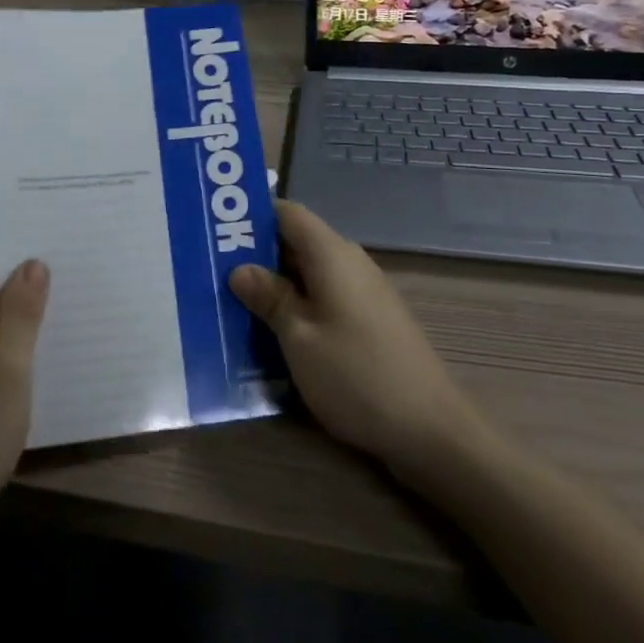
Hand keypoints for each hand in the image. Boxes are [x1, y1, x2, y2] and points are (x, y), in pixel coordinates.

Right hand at [229, 201, 478, 482]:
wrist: (430, 430)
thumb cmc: (356, 375)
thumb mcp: (299, 337)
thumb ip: (269, 297)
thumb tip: (239, 268)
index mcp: (331, 254)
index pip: (287, 212)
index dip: (252, 216)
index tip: (217, 230)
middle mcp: (349, 262)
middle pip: (296, 241)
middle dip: (256, 253)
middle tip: (213, 270)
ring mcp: (363, 292)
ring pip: (308, 272)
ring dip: (275, 283)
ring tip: (233, 301)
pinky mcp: (369, 319)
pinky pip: (324, 296)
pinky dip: (296, 305)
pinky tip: (272, 331)